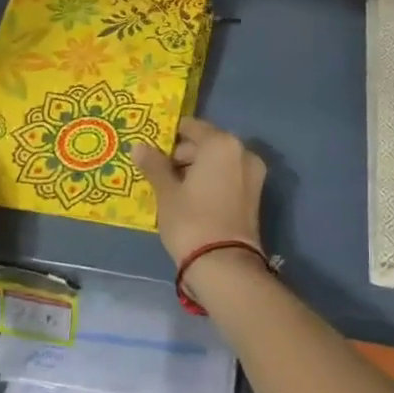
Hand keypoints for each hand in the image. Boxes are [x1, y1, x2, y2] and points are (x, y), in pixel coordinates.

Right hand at [132, 118, 266, 266]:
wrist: (224, 264)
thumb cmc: (191, 221)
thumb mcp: (167, 192)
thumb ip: (154, 165)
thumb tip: (138, 146)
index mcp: (221, 144)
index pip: (191, 127)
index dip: (170, 137)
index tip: (153, 150)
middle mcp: (242, 152)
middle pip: (207, 143)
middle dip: (183, 155)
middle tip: (159, 172)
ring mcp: (253, 174)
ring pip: (218, 162)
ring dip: (197, 169)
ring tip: (171, 188)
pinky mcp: (255, 195)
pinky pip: (228, 177)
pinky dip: (211, 181)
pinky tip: (190, 198)